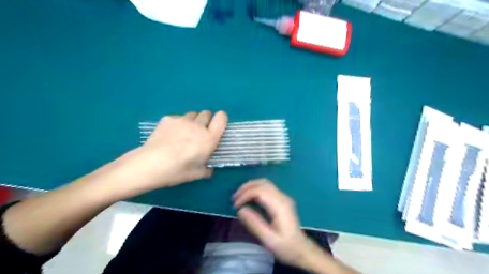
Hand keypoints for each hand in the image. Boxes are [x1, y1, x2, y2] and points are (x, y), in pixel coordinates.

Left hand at [115, 109, 227, 194]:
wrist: (151, 164)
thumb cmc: (178, 170)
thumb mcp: (197, 174)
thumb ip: (207, 169)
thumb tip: (209, 169)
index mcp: (209, 138)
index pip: (221, 118)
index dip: (221, 118)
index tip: (217, 125)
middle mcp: (198, 126)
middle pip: (206, 113)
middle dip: (205, 120)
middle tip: (199, 132)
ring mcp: (182, 120)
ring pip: (192, 114)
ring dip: (192, 121)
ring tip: (184, 133)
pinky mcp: (168, 119)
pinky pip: (177, 118)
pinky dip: (177, 124)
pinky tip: (169, 134)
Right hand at [231, 179, 308, 265]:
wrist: (302, 250)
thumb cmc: (286, 247)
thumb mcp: (269, 240)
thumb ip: (255, 224)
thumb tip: (241, 210)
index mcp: (280, 206)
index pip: (260, 191)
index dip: (245, 195)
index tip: (236, 206)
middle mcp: (282, 197)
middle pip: (262, 183)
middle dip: (246, 187)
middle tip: (234, 198)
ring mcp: (283, 197)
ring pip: (265, 183)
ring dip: (251, 187)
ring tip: (239, 196)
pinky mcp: (282, 200)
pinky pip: (267, 188)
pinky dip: (256, 189)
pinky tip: (249, 198)